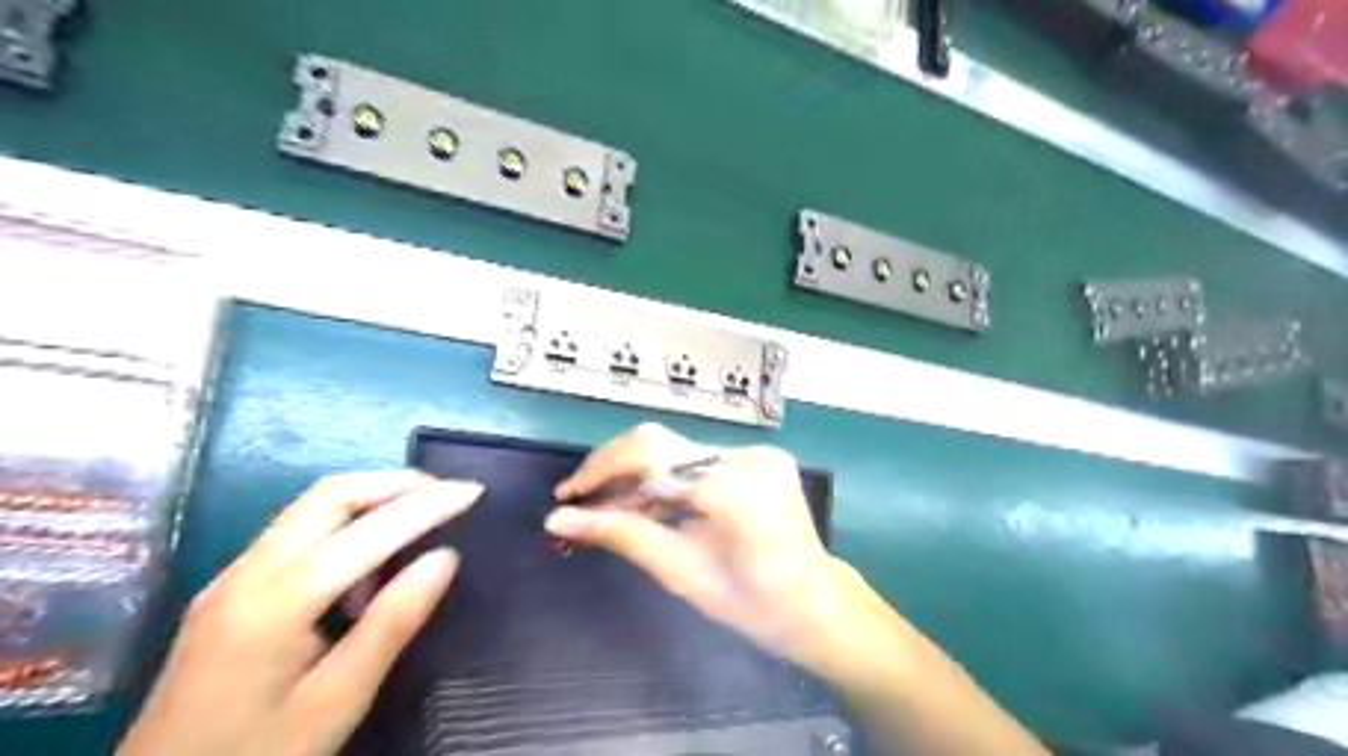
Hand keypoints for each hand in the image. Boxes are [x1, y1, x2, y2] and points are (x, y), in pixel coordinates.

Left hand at [116, 469, 485, 751]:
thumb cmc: (257, 755)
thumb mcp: (337, 699)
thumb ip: (392, 622)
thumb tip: (446, 557)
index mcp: (278, 599)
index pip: (370, 529)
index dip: (429, 504)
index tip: (474, 491)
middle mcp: (250, 570)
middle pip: (331, 495)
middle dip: (396, 484)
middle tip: (447, 495)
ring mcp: (233, 577)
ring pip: (311, 508)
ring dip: (371, 499)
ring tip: (419, 522)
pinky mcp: (230, 590)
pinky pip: (297, 533)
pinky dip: (345, 524)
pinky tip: (367, 564)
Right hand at [545, 422, 837, 669]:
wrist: (817, 604)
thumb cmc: (752, 604)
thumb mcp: (682, 573)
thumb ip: (623, 535)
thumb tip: (558, 519)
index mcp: (734, 489)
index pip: (651, 455)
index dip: (601, 470)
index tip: (567, 496)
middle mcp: (748, 457)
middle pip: (663, 445)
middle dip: (615, 470)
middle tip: (583, 504)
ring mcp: (758, 453)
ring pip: (677, 450)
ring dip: (639, 476)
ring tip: (612, 511)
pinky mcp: (760, 457)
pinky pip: (698, 458)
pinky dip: (667, 478)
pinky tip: (650, 505)